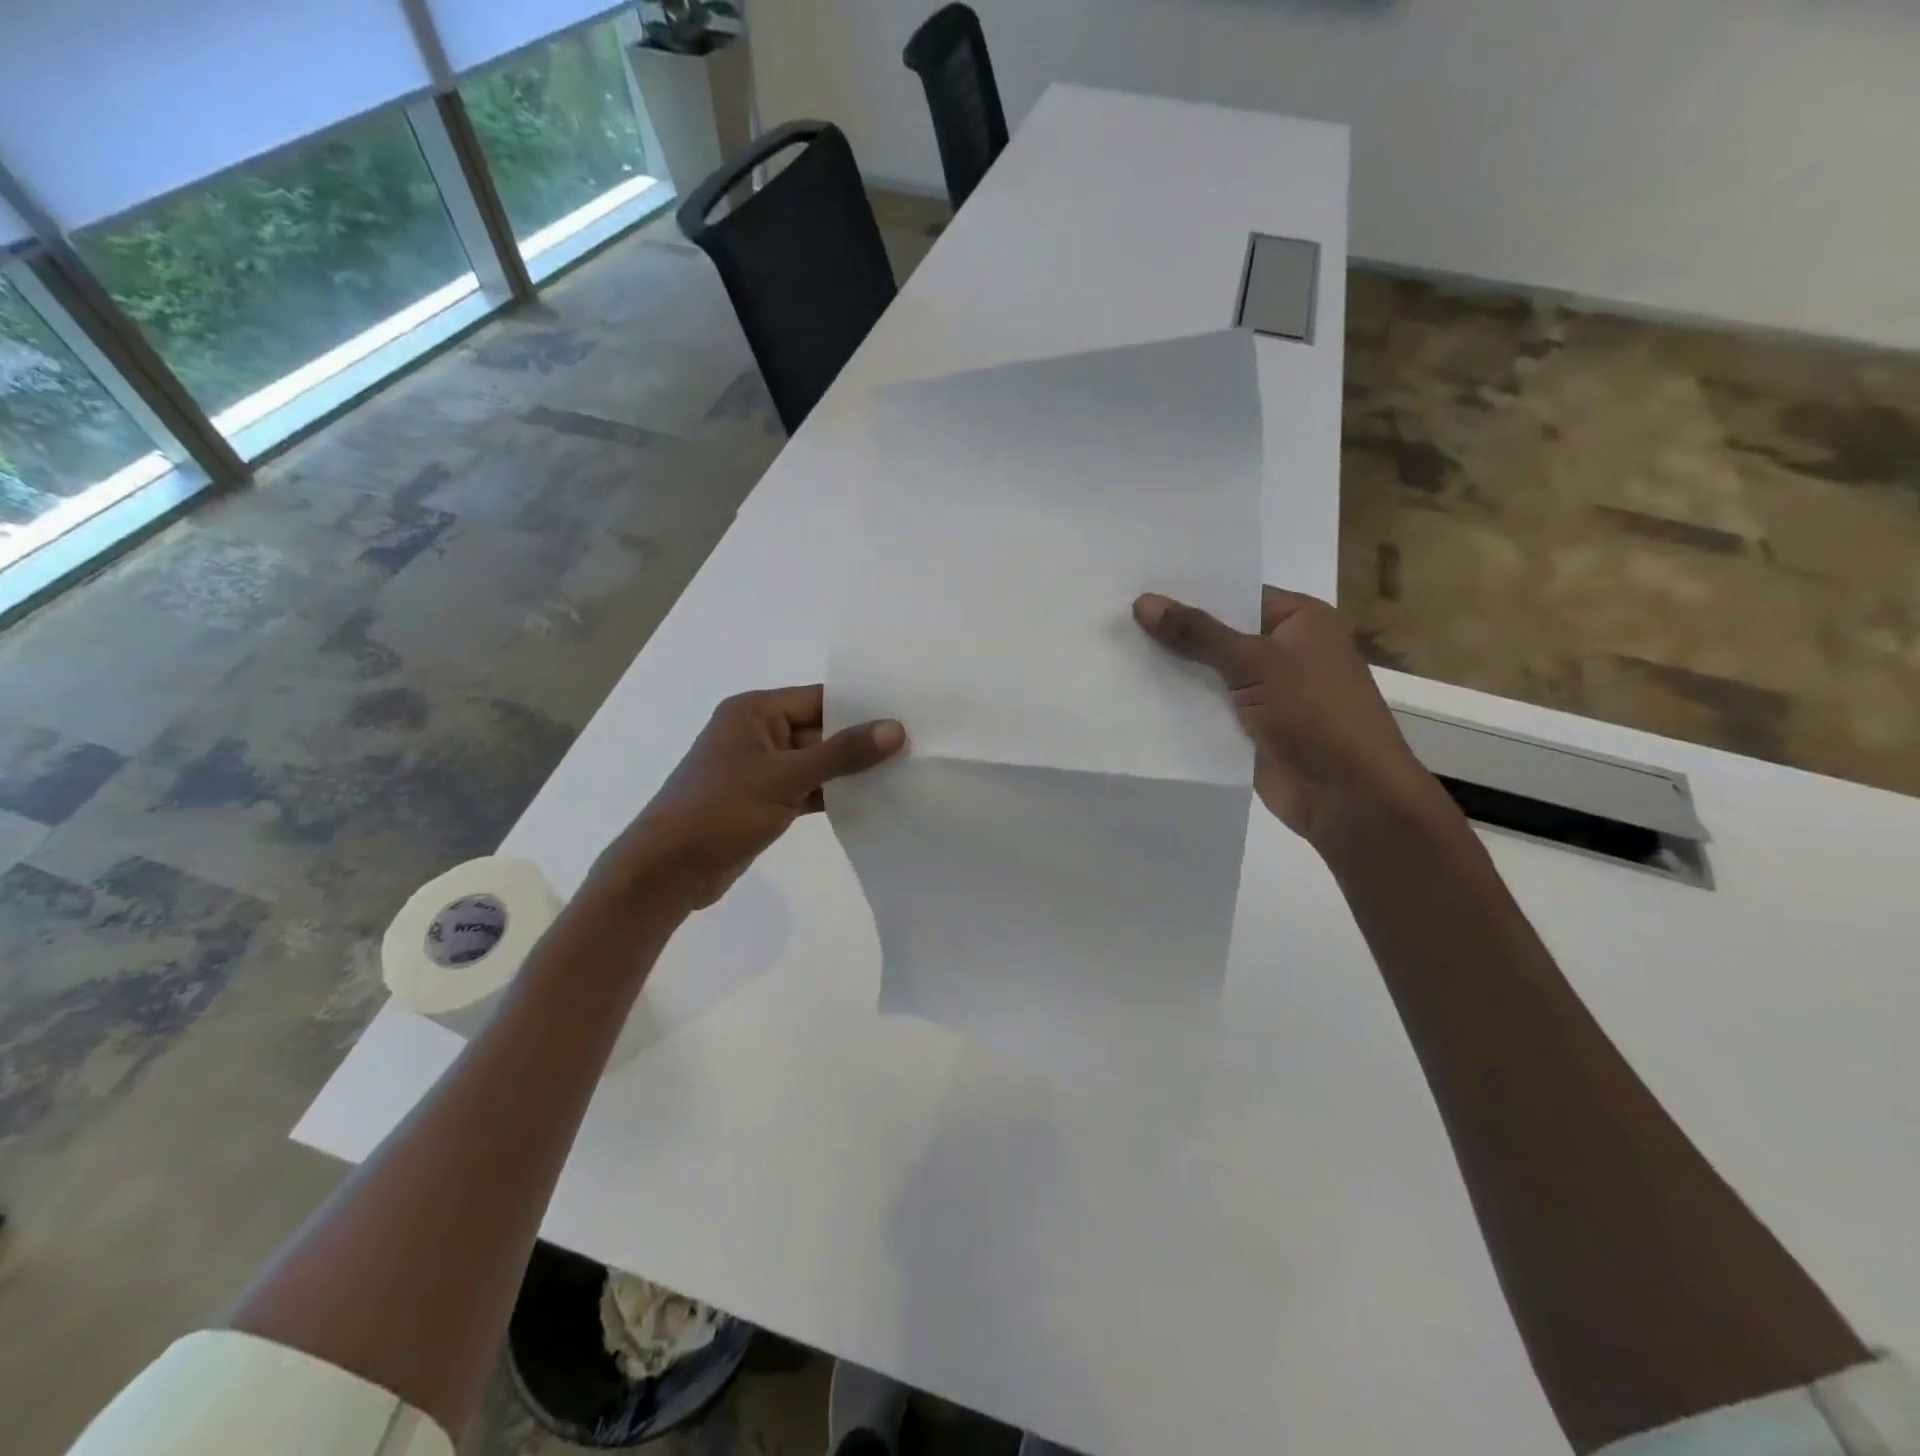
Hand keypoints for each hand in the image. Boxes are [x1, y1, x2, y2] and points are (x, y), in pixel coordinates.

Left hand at [590, 686, 905, 911]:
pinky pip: (808, 790)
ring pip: (817, 764)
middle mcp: (758, 733)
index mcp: (754, 711)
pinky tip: (872, 803)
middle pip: (821, 731)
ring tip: (904, 775)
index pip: (820, 699)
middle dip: (862, 743)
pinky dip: (834, 796)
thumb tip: (896, 729)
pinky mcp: (764, 802)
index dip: (862, 708)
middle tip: (916, 749)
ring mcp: (761, 770)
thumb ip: (842, 753)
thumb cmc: (720, 811)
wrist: (666, 872)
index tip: (908, 716)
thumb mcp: (784, 778)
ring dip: (850, 773)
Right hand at [1134, 588, 1442, 847]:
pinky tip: (1134, 695)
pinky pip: (1208, 708)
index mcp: (1300, 620)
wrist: (1347, 794)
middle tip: (1115, 620)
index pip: (1236, 595)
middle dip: (1174, 633)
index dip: (1189, 593)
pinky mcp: (1250, 728)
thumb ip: (1197, 633)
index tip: (1138, 589)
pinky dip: (1179, 704)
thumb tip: (1143, 601)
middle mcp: (1284, 651)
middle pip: (1219, 634)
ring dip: (1171, 670)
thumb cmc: (1314, 712)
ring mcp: (1267, 692)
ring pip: (1209, 674)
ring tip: (1114, 653)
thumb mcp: (1254, 662)